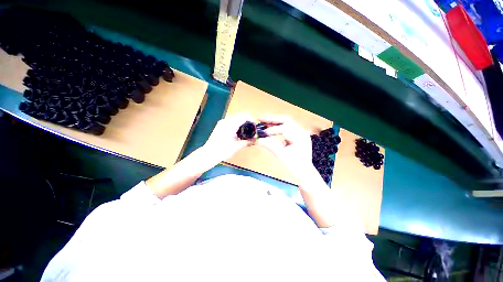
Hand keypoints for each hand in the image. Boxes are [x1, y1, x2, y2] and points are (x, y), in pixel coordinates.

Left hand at [203, 114, 256, 162]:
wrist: (208, 154)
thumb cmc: (222, 151)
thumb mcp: (236, 147)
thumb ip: (247, 142)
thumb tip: (256, 140)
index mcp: (230, 124)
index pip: (244, 116)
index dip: (252, 119)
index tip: (256, 126)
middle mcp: (226, 121)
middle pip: (240, 116)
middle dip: (248, 121)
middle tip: (253, 130)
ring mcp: (222, 123)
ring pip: (236, 119)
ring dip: (243, 123)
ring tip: (248, 131)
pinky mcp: (221, 126)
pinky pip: (232, 122)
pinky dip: (238, 125)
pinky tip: (240, 133)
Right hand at [256, 115, 313, 176]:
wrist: (304, 174)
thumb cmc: (295, 167)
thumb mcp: (281, 155)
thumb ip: (269, 145)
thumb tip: (257, 139)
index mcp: (301, 137)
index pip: (285, 127)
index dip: (272, 129)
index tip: (262, 132)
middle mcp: (302, 132)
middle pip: (286, 120)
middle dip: (273, 119)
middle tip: (261, 118)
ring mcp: (300, 134)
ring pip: (286, 123)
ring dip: (274, 122)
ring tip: (263, 122)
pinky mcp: (297, 137)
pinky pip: (287, 128)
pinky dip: (278, 128)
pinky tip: (270, 128)